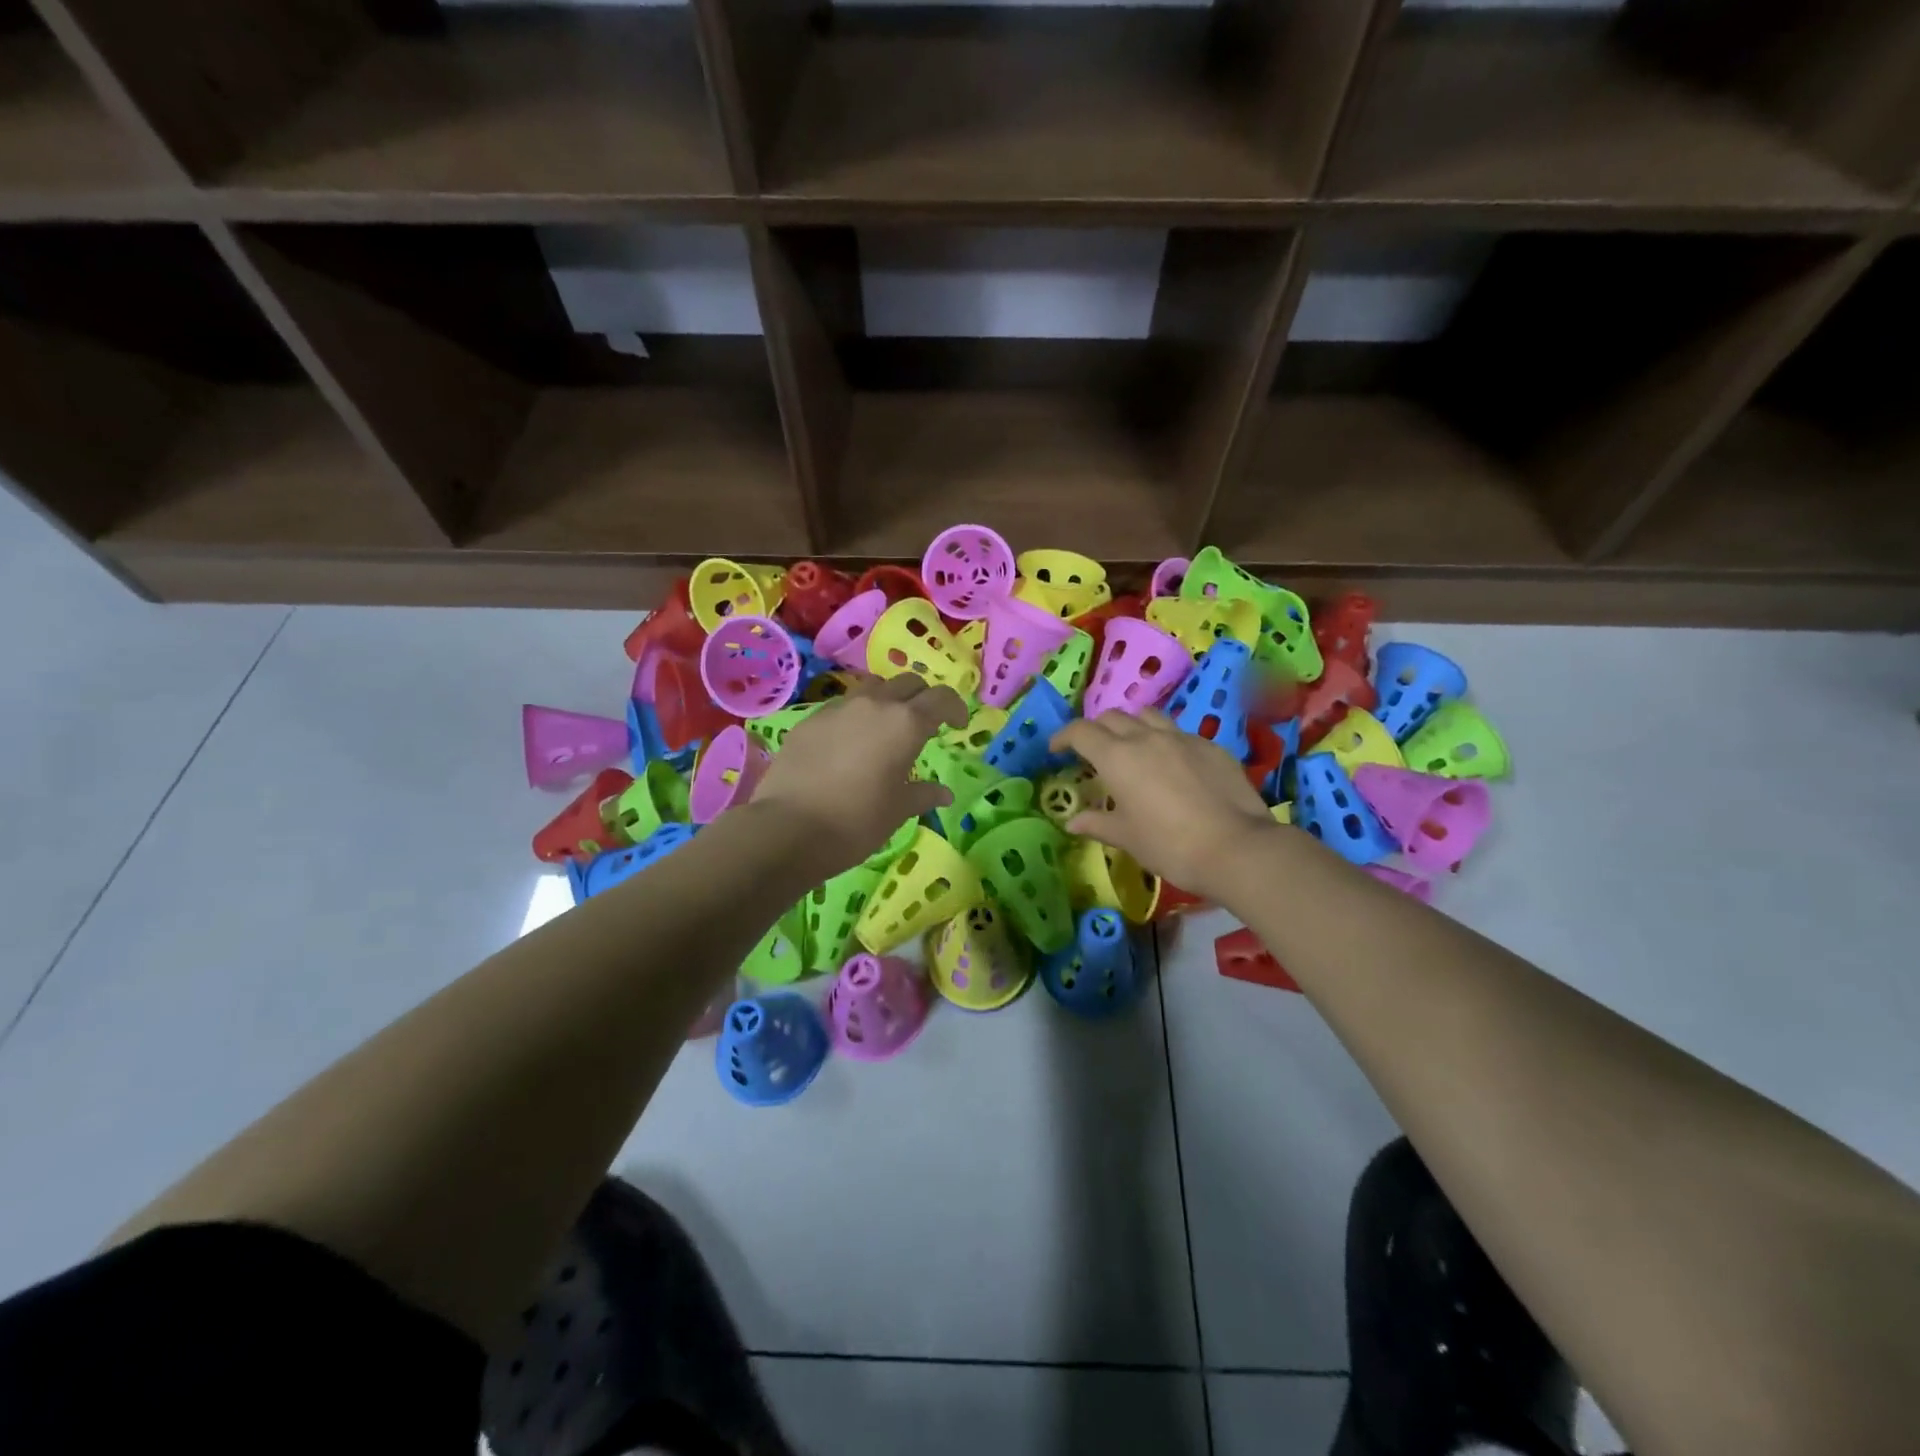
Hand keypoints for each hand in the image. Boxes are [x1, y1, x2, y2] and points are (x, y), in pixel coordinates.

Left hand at [749, 674, 968, 878]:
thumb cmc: (856, 821)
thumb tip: (944, 793)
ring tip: (885, 727)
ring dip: (887, 700)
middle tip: (924, 724)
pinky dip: (855, 715)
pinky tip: (849, 743)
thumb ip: (924, 794)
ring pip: (873, 687)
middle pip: (908, 683)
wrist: (788, 828)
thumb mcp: (898, 810)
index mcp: (906, 724)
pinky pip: (841, 706)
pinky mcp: (810, 719)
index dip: (955, 708)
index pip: (941, 699)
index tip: (958, 726)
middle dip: (922, 698)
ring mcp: (838, 708)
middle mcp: (874, 705)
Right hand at [1049, 709, 1276, 902]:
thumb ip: (1097, 823)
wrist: (1235, 847)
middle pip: (1112, 717)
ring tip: (1132, 746)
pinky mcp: (1211, 746)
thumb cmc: (1169, 845)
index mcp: (1117, 757)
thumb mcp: (1127, 837)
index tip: (1056, 749)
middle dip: (1096, 729)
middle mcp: (1146, 737)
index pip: (1080, 732)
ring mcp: (1182, 737)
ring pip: (1148, 715)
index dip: (1063, 736)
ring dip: (1132, 725)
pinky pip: (1179, 732)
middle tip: (1093, 751)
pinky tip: (1172, 764)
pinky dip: (1165, 740)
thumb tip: (1072, 822)